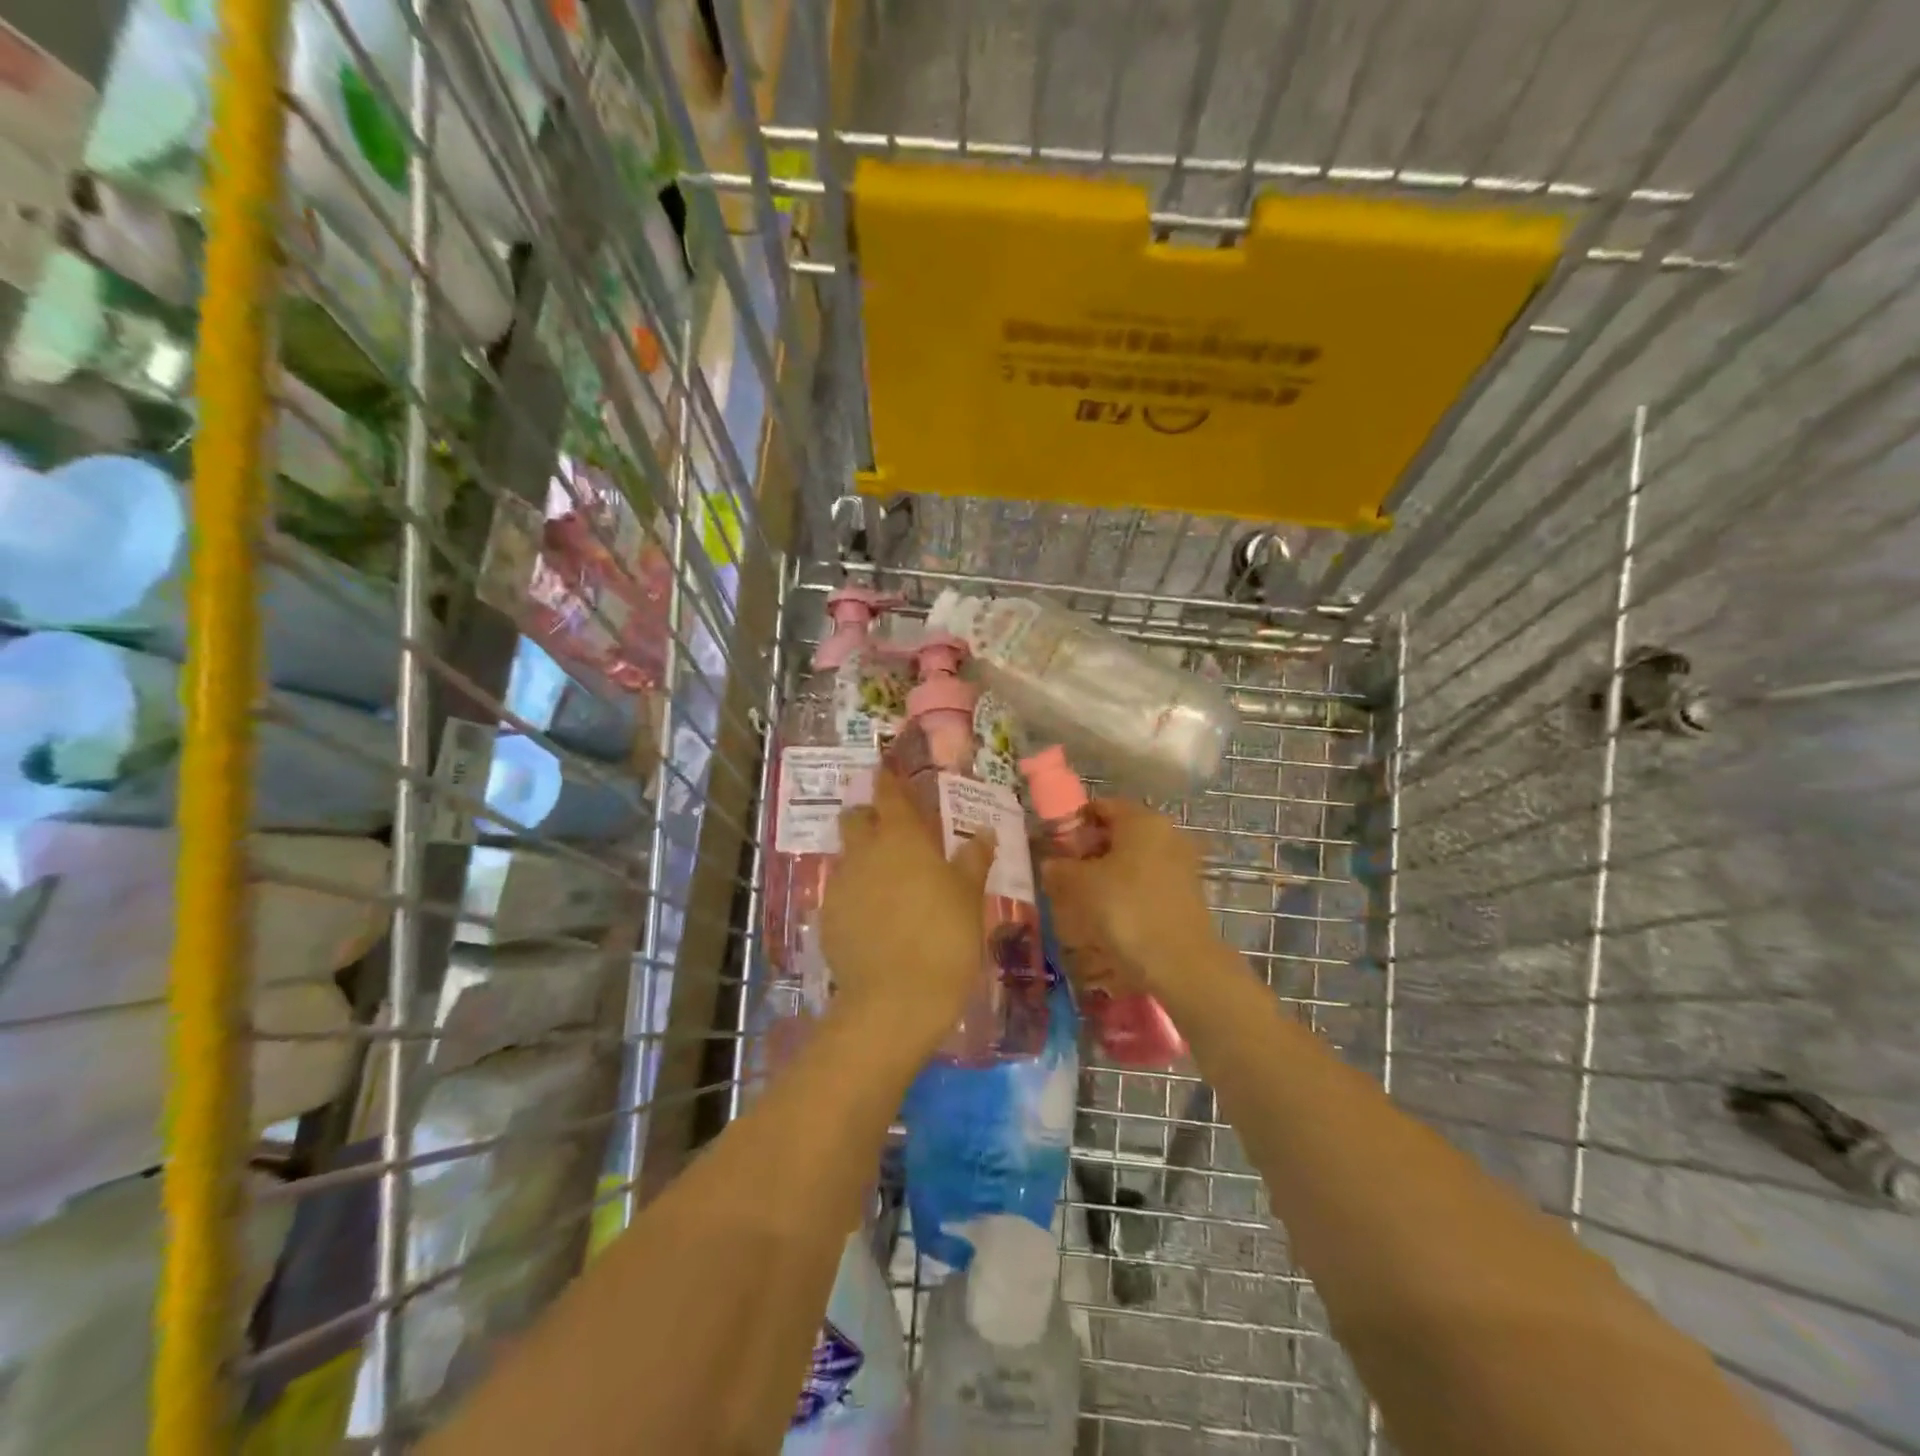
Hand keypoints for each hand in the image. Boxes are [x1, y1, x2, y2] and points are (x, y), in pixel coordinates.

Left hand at [820, 770, 996, 1049]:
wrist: (896, 1000)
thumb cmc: (945, 937)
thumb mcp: (969, 897)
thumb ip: (973, 859)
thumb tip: (984, 832)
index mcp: (901, 838)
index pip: (889, 793)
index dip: (888, 780)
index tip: (889, 772)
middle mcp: (864, 852)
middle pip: (855, 818)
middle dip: (868, 817)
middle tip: (892, 834)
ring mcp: (840, 885)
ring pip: (846, 857)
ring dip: (862, 860)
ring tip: (887, 886)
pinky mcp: (826, 919)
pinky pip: (840, 894)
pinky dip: (854, 896)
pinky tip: (874, 921)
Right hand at [1041, 799, 1215, 1001]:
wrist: (1179, 962)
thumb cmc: (1125, 909)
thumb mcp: (1080, 885)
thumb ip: (1060, 868)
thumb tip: (1051, 863)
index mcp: (1141, 819)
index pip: (1101, 807)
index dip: (1074, 824)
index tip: (1055, 849)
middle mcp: (1166, 833)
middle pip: (1119, 832)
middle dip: (1090, 850)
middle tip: (1066, 876)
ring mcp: (1181, 863)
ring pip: (1133, 858)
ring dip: (1108, 873)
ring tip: (1084, 900)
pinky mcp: (1187, 892)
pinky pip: (1147, 881)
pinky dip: (1127, 890)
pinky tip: (1111, 915)